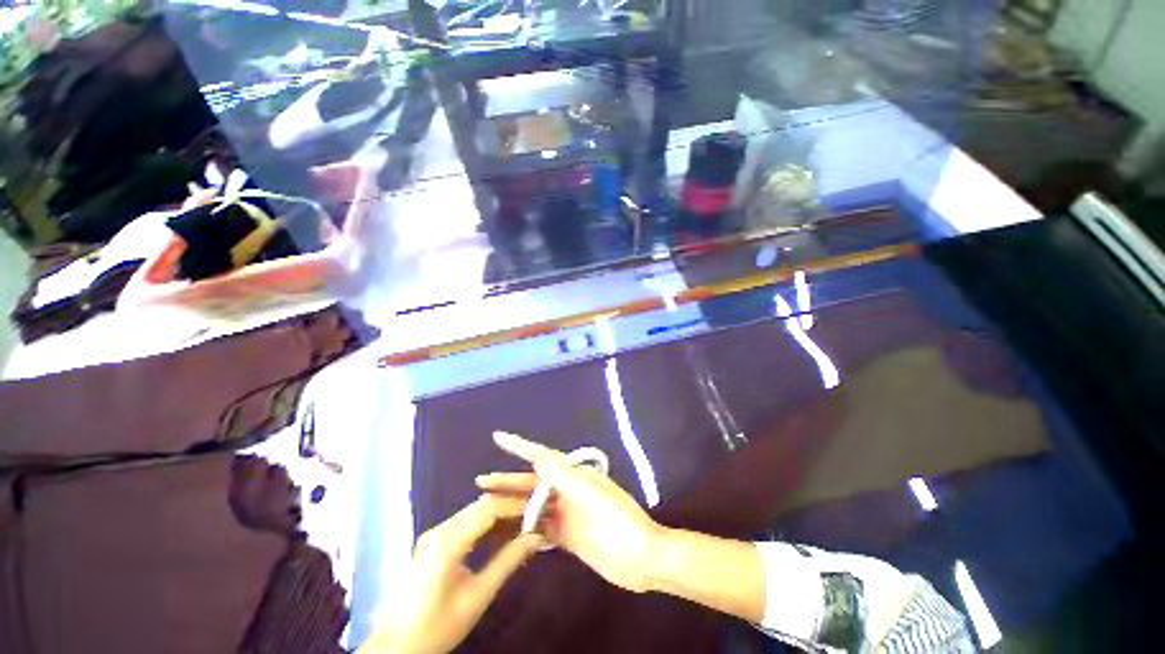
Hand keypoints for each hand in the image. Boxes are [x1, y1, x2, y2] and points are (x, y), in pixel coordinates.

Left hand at [361, 495, 542, 653]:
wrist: (397, 646)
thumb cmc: (438, 625)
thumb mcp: (478, 595)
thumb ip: (508, 561)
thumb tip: (535, 537)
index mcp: (448, 541)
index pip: (489, 508)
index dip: (516, 505)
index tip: (539, 508)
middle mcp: (440, 529)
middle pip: (481, 506)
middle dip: (509, 506)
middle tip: (534, 513)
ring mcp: (435, 534)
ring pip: (474, 512)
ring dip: (499, 514)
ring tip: (523, 522)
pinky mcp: (434, 542)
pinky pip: (466, 523)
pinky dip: (486, 524)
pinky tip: (501, 533)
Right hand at [476, 431, 664, 592]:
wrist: (643, 558)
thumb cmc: (620, 521)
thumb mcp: (593, 496)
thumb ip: (566, 478)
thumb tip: (540, 459)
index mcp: (576, 476)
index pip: (543, 457)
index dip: (520, 446)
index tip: (499, 437)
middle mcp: (569, 492)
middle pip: (533, 484)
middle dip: (508, 480)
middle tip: (481, 481)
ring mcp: (568, 515)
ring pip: (534, 507)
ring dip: (513, 506)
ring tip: (488, 507)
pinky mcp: (568, 537)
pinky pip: (541, 529)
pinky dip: (525, 529)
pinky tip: (508, 533)